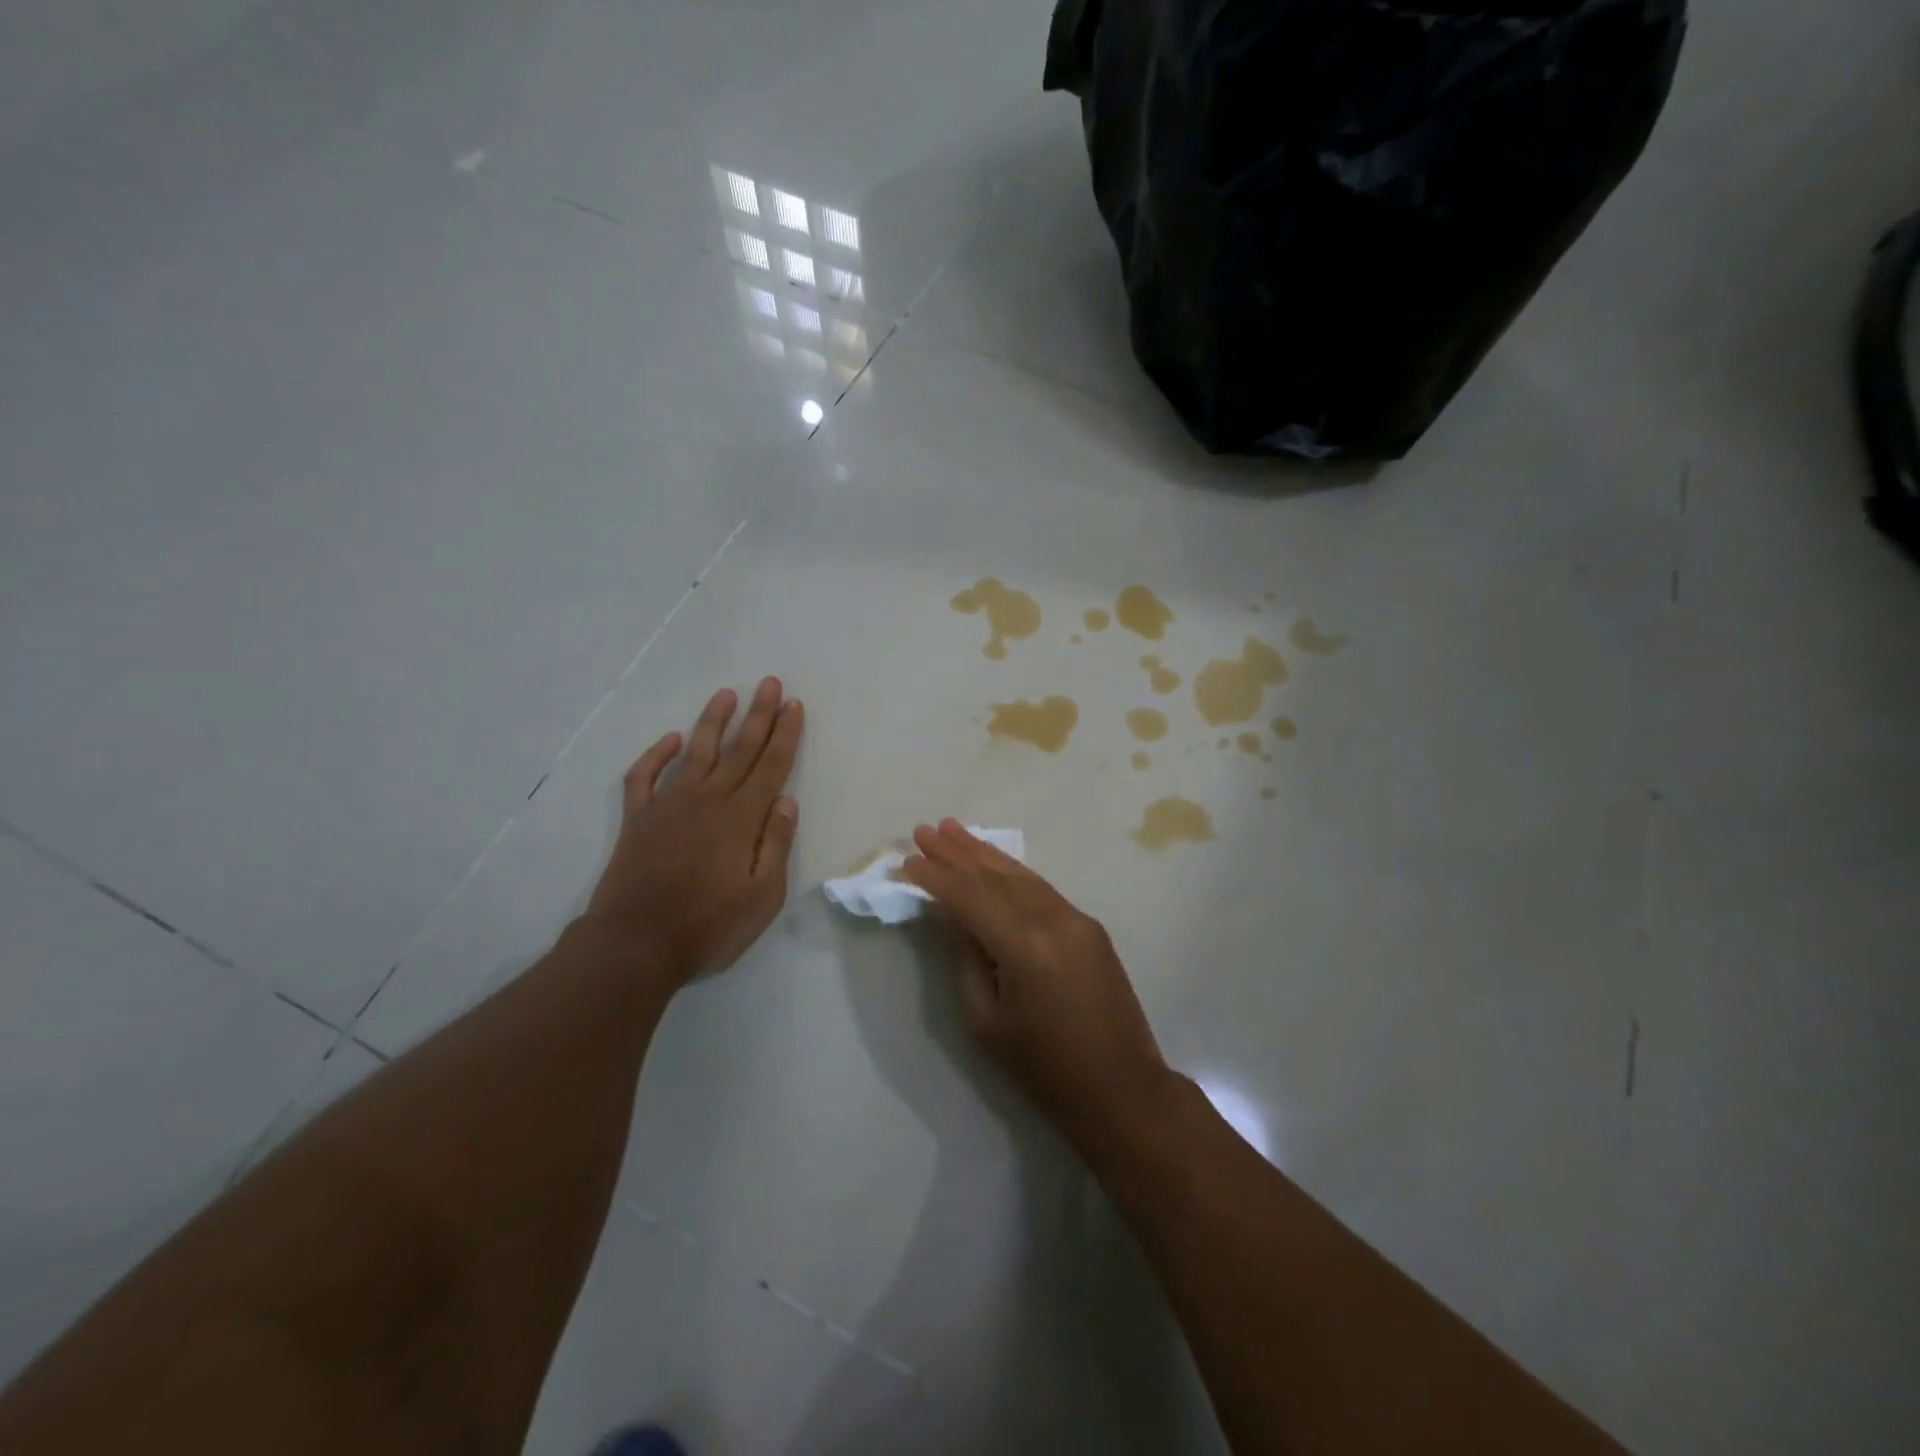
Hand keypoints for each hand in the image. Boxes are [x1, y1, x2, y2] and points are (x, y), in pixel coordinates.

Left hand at [582, 679, 803, 988]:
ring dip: (713, 721)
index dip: (785, 734)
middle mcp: (707, 800)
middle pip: (739, 749)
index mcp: (741, 818)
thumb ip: (776, 845)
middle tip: (770, 683)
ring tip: (727, 694)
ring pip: (695, 752)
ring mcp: (668, 806)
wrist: (634, 945)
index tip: (794, 705)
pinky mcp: (637, 819)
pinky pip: (645, 776)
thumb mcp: (762, 897)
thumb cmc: (708, 926)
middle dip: (758, 715)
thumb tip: (787, 801)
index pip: (771, 765)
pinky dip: (657, 754)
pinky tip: (671, 740)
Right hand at [901, 820, 1172, 1143]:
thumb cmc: (1045, 1069)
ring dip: (984, 853)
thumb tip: (957, 917)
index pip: (970, 898)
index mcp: (1025, 946)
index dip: (936, 878)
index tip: (908, 860)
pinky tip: (994, 861)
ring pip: (1021, 876)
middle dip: (957, 852)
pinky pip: (1042, 889)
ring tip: (953, 830)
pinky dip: (1012, 872)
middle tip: (924, 830)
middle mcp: (1053, 919)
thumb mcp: (987, 1022)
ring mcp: (1076, 919)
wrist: (1122, 1089)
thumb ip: (968, 959)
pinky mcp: (1089, 926)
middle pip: (995, 877)